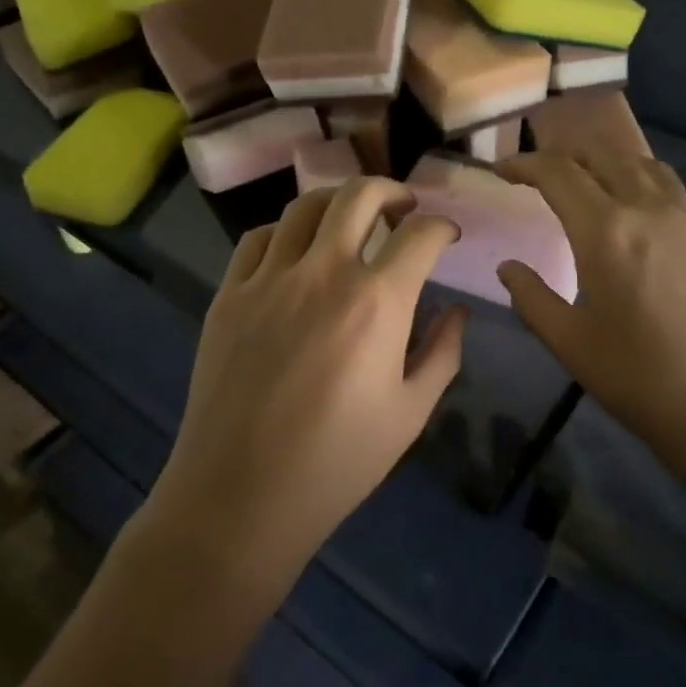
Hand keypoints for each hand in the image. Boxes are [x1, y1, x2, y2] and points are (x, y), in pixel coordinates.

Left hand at [150, 178, 464, 576]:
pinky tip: (294, 250)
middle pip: (359, 195)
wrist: (240, 496)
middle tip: (403, 208)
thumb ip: (442, 353)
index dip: (442, 227)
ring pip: (305, 206)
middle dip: (392, 190)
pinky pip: (258, 238)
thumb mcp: (410, 413)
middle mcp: (323, 273)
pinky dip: (284, 231)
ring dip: (337, 202)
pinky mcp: (229, 294)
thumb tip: (457, 311)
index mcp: (377, 302)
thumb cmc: (337, 462)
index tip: (447, 237)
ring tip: (350, 220)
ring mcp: (269, 279)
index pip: (420, 235)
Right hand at [496, 152, 685, 501]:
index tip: (502, 170)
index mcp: (606, 231)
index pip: (558, 172)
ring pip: (641, 163)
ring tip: (587, 184)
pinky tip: (635, 215)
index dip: (524, 164)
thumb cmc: (643, 380)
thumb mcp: (572, 344)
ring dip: (605, 162)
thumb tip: (509, 268)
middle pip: (602, 153)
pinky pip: (670, 188)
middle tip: (540, 174)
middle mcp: (648, 208)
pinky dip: (639, 182)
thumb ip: (532, 298)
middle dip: (564, 154)